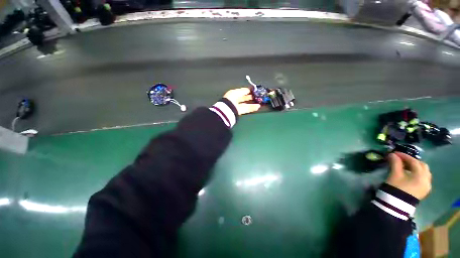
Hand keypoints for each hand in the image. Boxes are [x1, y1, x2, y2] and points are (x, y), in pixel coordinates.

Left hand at [223, 88, 260, 114]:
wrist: (227, 109)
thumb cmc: (231, 98)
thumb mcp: (237, 92)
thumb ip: (245, 90)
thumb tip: (250, 88)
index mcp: (233, 93)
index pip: (242, 91)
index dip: (249, 90)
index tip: (255, 90)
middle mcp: (234, 99)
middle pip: (244, 97)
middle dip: (251, 96)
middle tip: (258, 96)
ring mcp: (237, 106)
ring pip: (246, 103)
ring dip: (252, 102)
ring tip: (260, 102)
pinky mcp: (239, 112)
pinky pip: (246, 109)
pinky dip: (252, 107)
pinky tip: (257, 106)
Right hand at [386, 152, 431, 199]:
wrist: (397, 205)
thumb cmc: (396, 188)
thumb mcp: (394, 174)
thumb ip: (395, 163)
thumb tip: (392, 155)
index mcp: (421, 175)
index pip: (414, 161)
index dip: (404, 156)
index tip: (394, 153)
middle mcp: (427, 179)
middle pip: (422, 166)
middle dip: (412, 161)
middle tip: (401, 159)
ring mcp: (427, 186)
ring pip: (424, 172)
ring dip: (415, 167)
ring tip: (405, 166)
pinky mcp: (424, 191)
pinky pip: (423, 178)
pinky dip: (417, 174)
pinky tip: (409, 175)